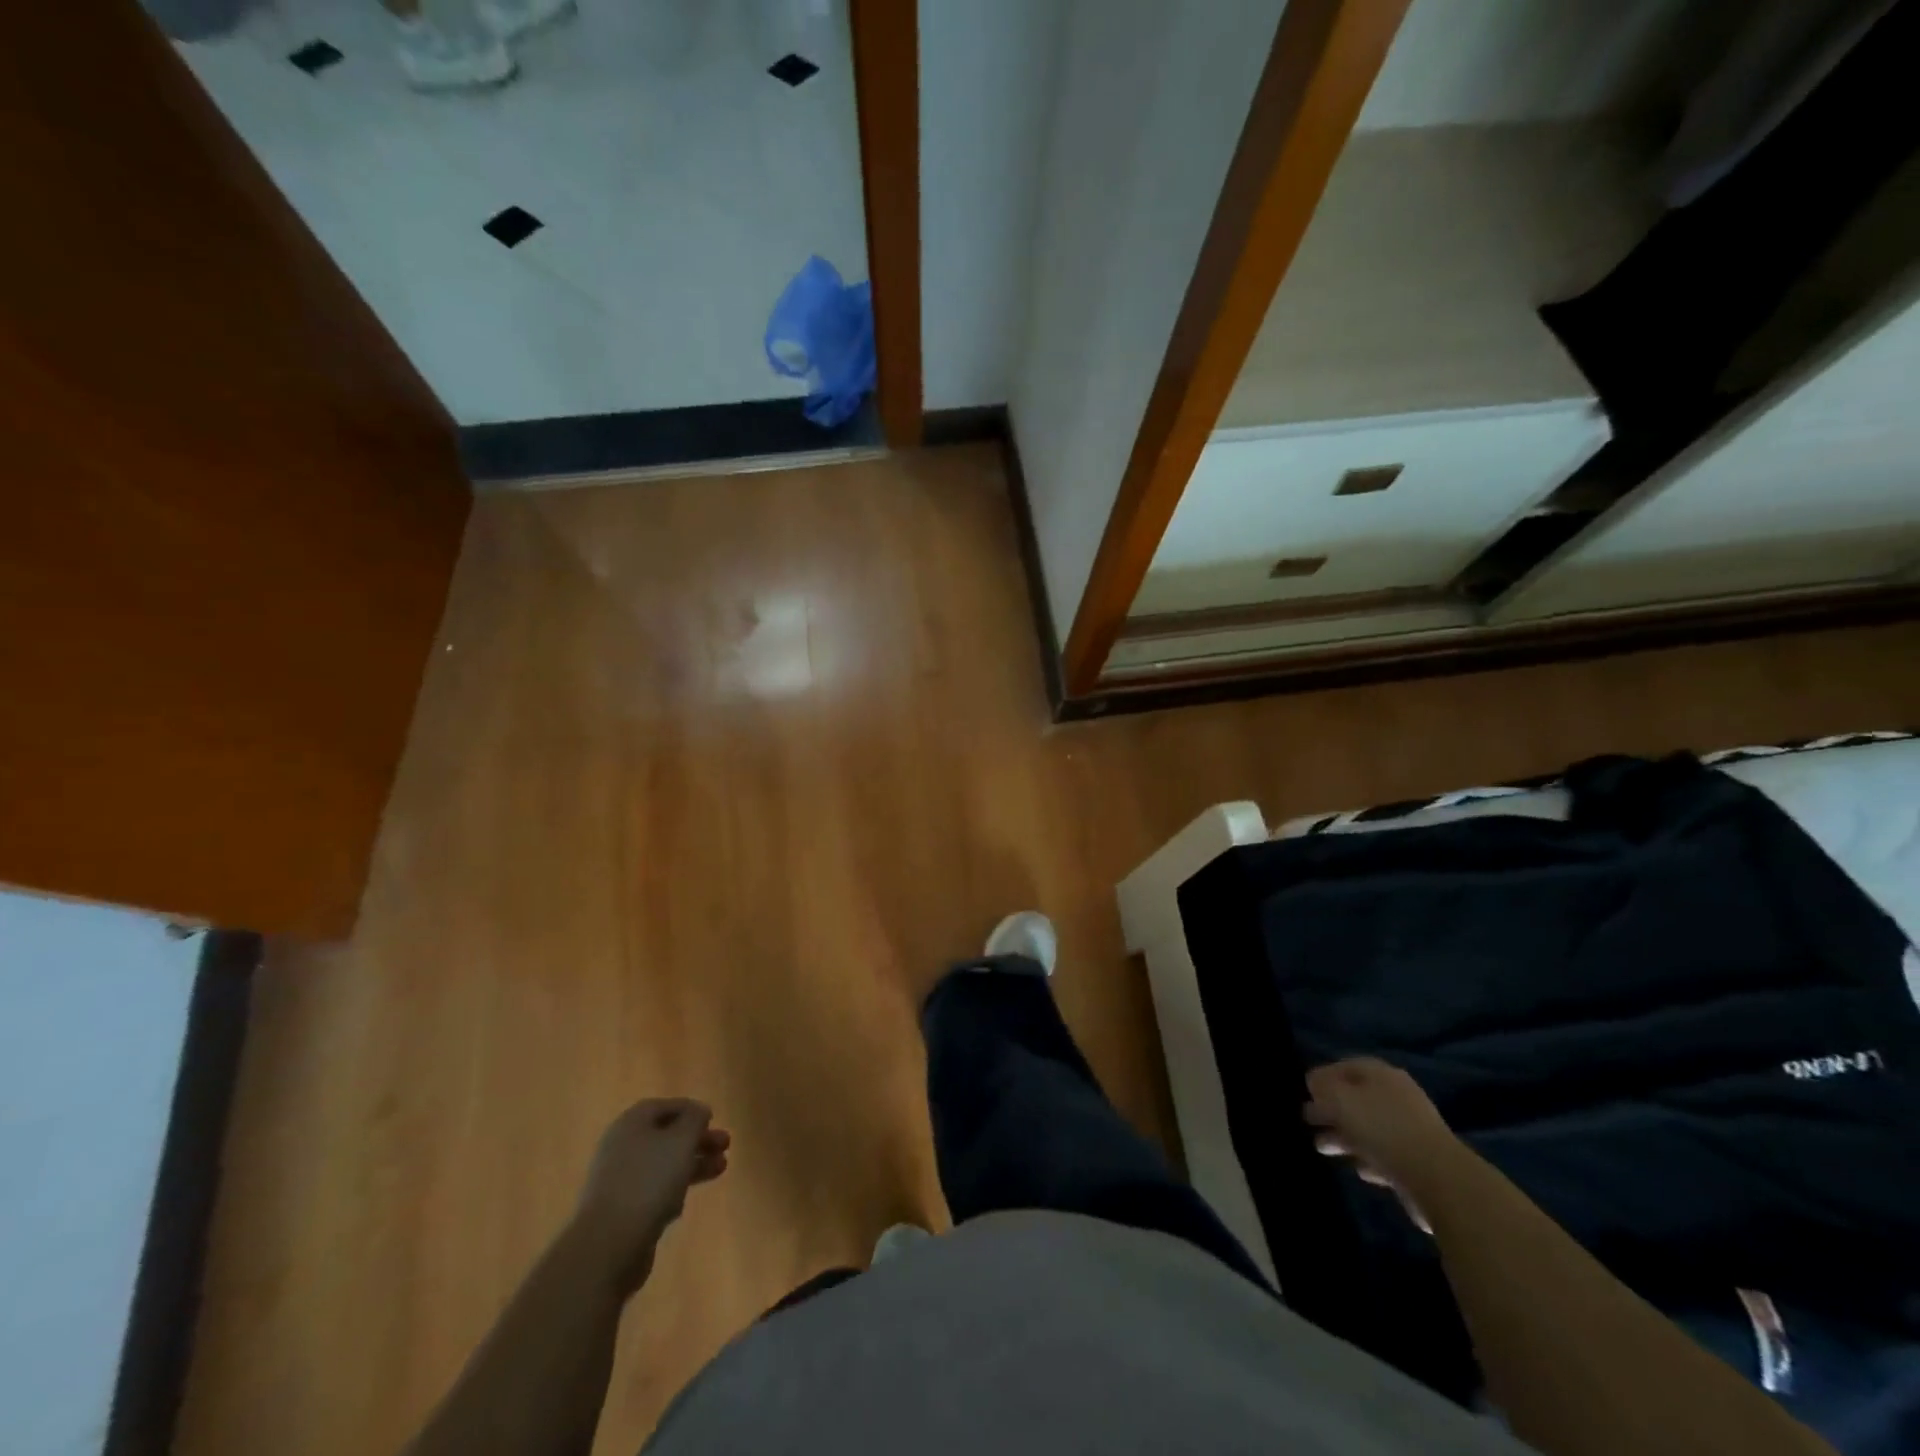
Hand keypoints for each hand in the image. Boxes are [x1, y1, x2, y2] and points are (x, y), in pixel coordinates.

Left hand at [570, 1099, 730, 1293]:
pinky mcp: (621, 1211)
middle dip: (697, 1139)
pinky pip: (653, 1191)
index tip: (713, 1118)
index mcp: (631, 1123)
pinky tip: (686, 1200)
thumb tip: (699, 1112)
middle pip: (665, 1135)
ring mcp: (619, 1180)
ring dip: (692, 1163)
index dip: (690, 1109)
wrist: (608, 1244)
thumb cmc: (649, 1180)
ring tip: (721, 1168)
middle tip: (725, 1145)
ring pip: (663, 1164)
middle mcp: (622, 1146)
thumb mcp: (681, 1140)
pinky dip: (673, 1189)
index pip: (664, 1106)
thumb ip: (694, 1119)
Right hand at [1303, 1058, 1464, 1233]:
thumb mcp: (1339, 1099)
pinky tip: (1358, 1169)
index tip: (1304, 1092)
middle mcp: (1398, 1097)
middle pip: (1356, 1098)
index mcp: (1381, 1075)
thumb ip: (1322, 1087)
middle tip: (1307, 1120)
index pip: (1345, 1066)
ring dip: (1344, 1136)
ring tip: (1322, 1148)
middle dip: (1330, 1109)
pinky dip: (1368, 1158)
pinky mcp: (1419, 1162)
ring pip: (1368, 1128)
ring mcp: (1411, 1130)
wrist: (1439, 1180)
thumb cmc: (1382, 1129)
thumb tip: (1314, 1084)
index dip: (1322, 1076)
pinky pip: (1385, 1154)